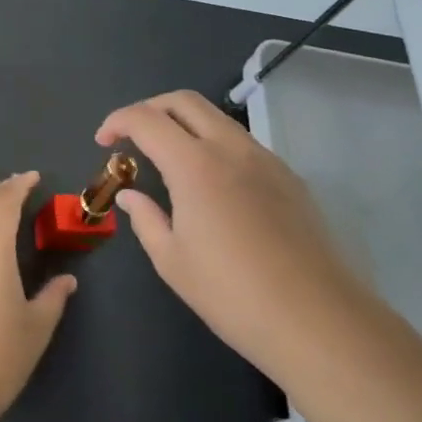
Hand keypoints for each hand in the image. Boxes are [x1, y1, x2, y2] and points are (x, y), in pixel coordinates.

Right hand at [96, 91, 346, 365]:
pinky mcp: (289, 178)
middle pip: (183, 101)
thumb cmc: (232, 294)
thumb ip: (145, 218)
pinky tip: (210, 184)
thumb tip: (130, 196)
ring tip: (168, 159)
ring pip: (217, 118)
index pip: (146, 119)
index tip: (103, 141)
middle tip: (131, 136)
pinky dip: (214, 144)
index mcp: (195, 164)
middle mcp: (231, 148)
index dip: (117, 121)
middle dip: (150, 108)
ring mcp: (266, 160)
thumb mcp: (172, 260)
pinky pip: (242, 143)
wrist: (318, 320)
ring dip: (184, 124)